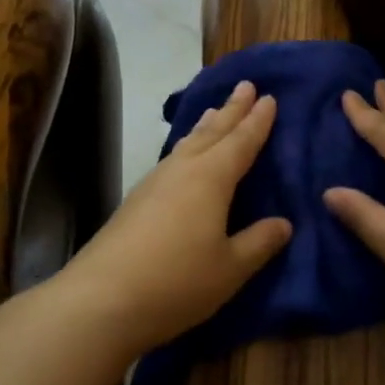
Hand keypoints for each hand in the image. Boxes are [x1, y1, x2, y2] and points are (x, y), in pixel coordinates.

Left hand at [63, 79, 291, 355]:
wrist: (100, 300)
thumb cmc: (176, 282)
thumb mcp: (230, 268)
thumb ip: (259, 242)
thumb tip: (284, 223)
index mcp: (211, 178)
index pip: (241, 142)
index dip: (257, 121)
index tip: (269, 97)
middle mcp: (182, 170)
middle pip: (212, 132)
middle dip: (231, 109)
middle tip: (245, 85)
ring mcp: (154, 183)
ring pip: (187, 143)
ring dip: (205, 126)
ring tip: (215, 111)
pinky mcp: (135, 201)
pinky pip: (171, 159)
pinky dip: (186, 147)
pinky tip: (182, 157)